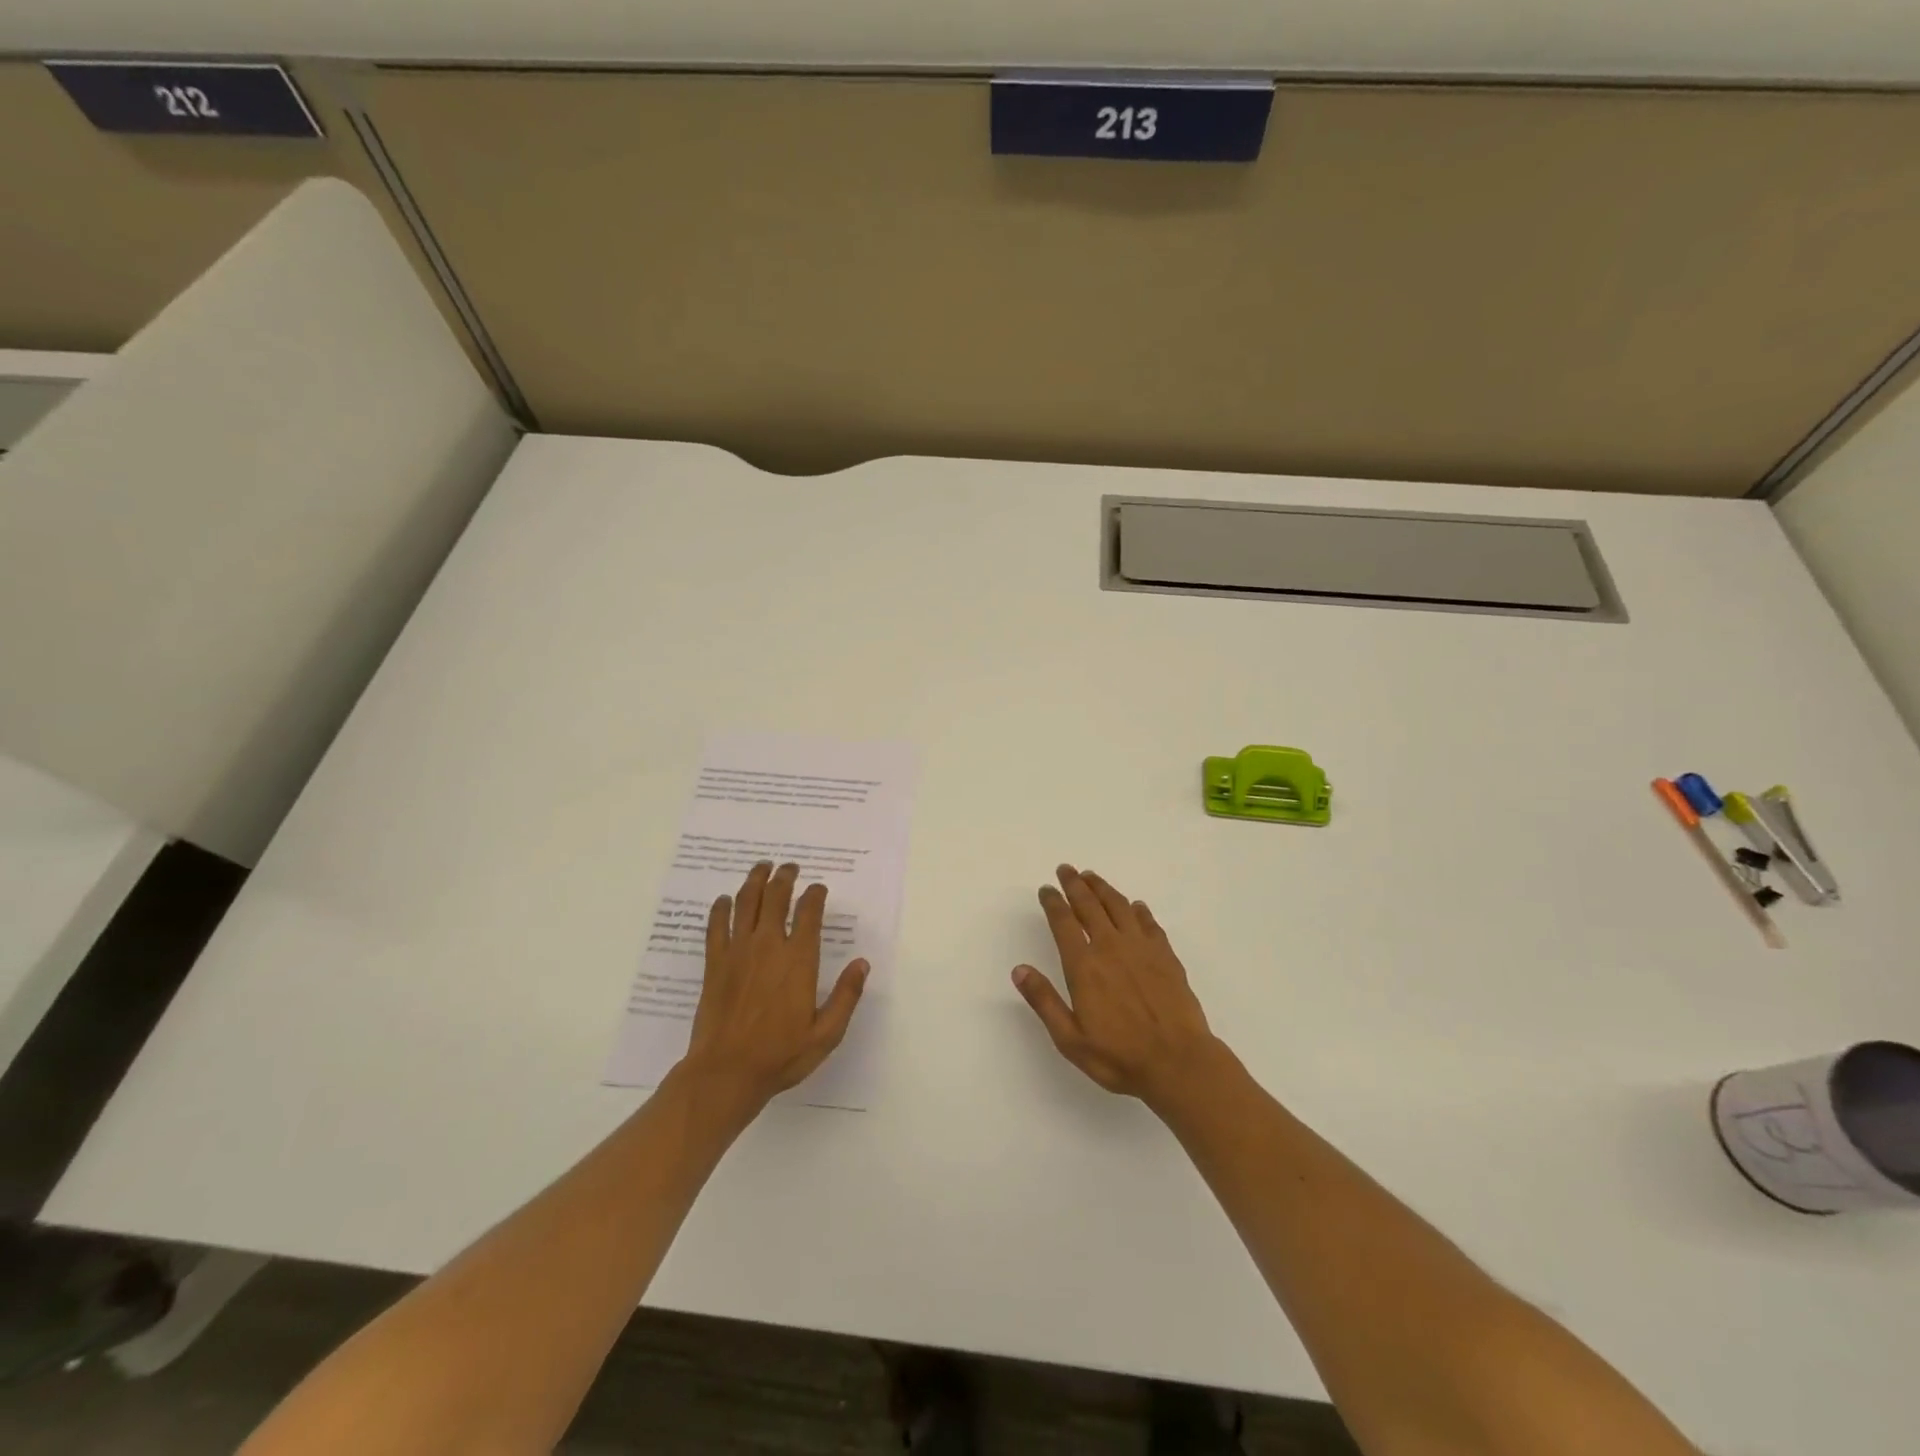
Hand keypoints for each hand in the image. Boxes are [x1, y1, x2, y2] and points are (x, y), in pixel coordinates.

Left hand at [683, 861, 868, 1112]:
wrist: (725, 1073)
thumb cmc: (780, 1055)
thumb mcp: (826, 1033)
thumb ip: (846, 996)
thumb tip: (862, 963)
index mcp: (799, 960)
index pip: (809, 912)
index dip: (815, 894)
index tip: (819, 889)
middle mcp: (768, 946)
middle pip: (776, 897)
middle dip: (785, 877)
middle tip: (790, 867)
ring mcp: (738, 952)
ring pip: (746, 902)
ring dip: (755, 880)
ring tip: (762, 867)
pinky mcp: (714, 963)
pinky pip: (716, 925)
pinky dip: (721, 908)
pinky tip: (725, 900)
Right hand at [1012, 865, 1226, 1110]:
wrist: (1179, 1063)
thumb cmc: (1119, 1056)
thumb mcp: (1070, 1038)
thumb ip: (1044, 1001)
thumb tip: (1019, 970)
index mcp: (1084, 965)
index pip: (1063, 922)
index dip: (1053, 902)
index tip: (1046, 889)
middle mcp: (1111, 947)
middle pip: (1089, 905)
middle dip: (1075, 884)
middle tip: (1066, 869)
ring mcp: (1141, 948)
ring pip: (1119, 906)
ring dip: (1103, 888)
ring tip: (1092, 877)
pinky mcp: (1166, 956)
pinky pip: (1148, 923)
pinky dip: (1138, 910)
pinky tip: (1135, 907)